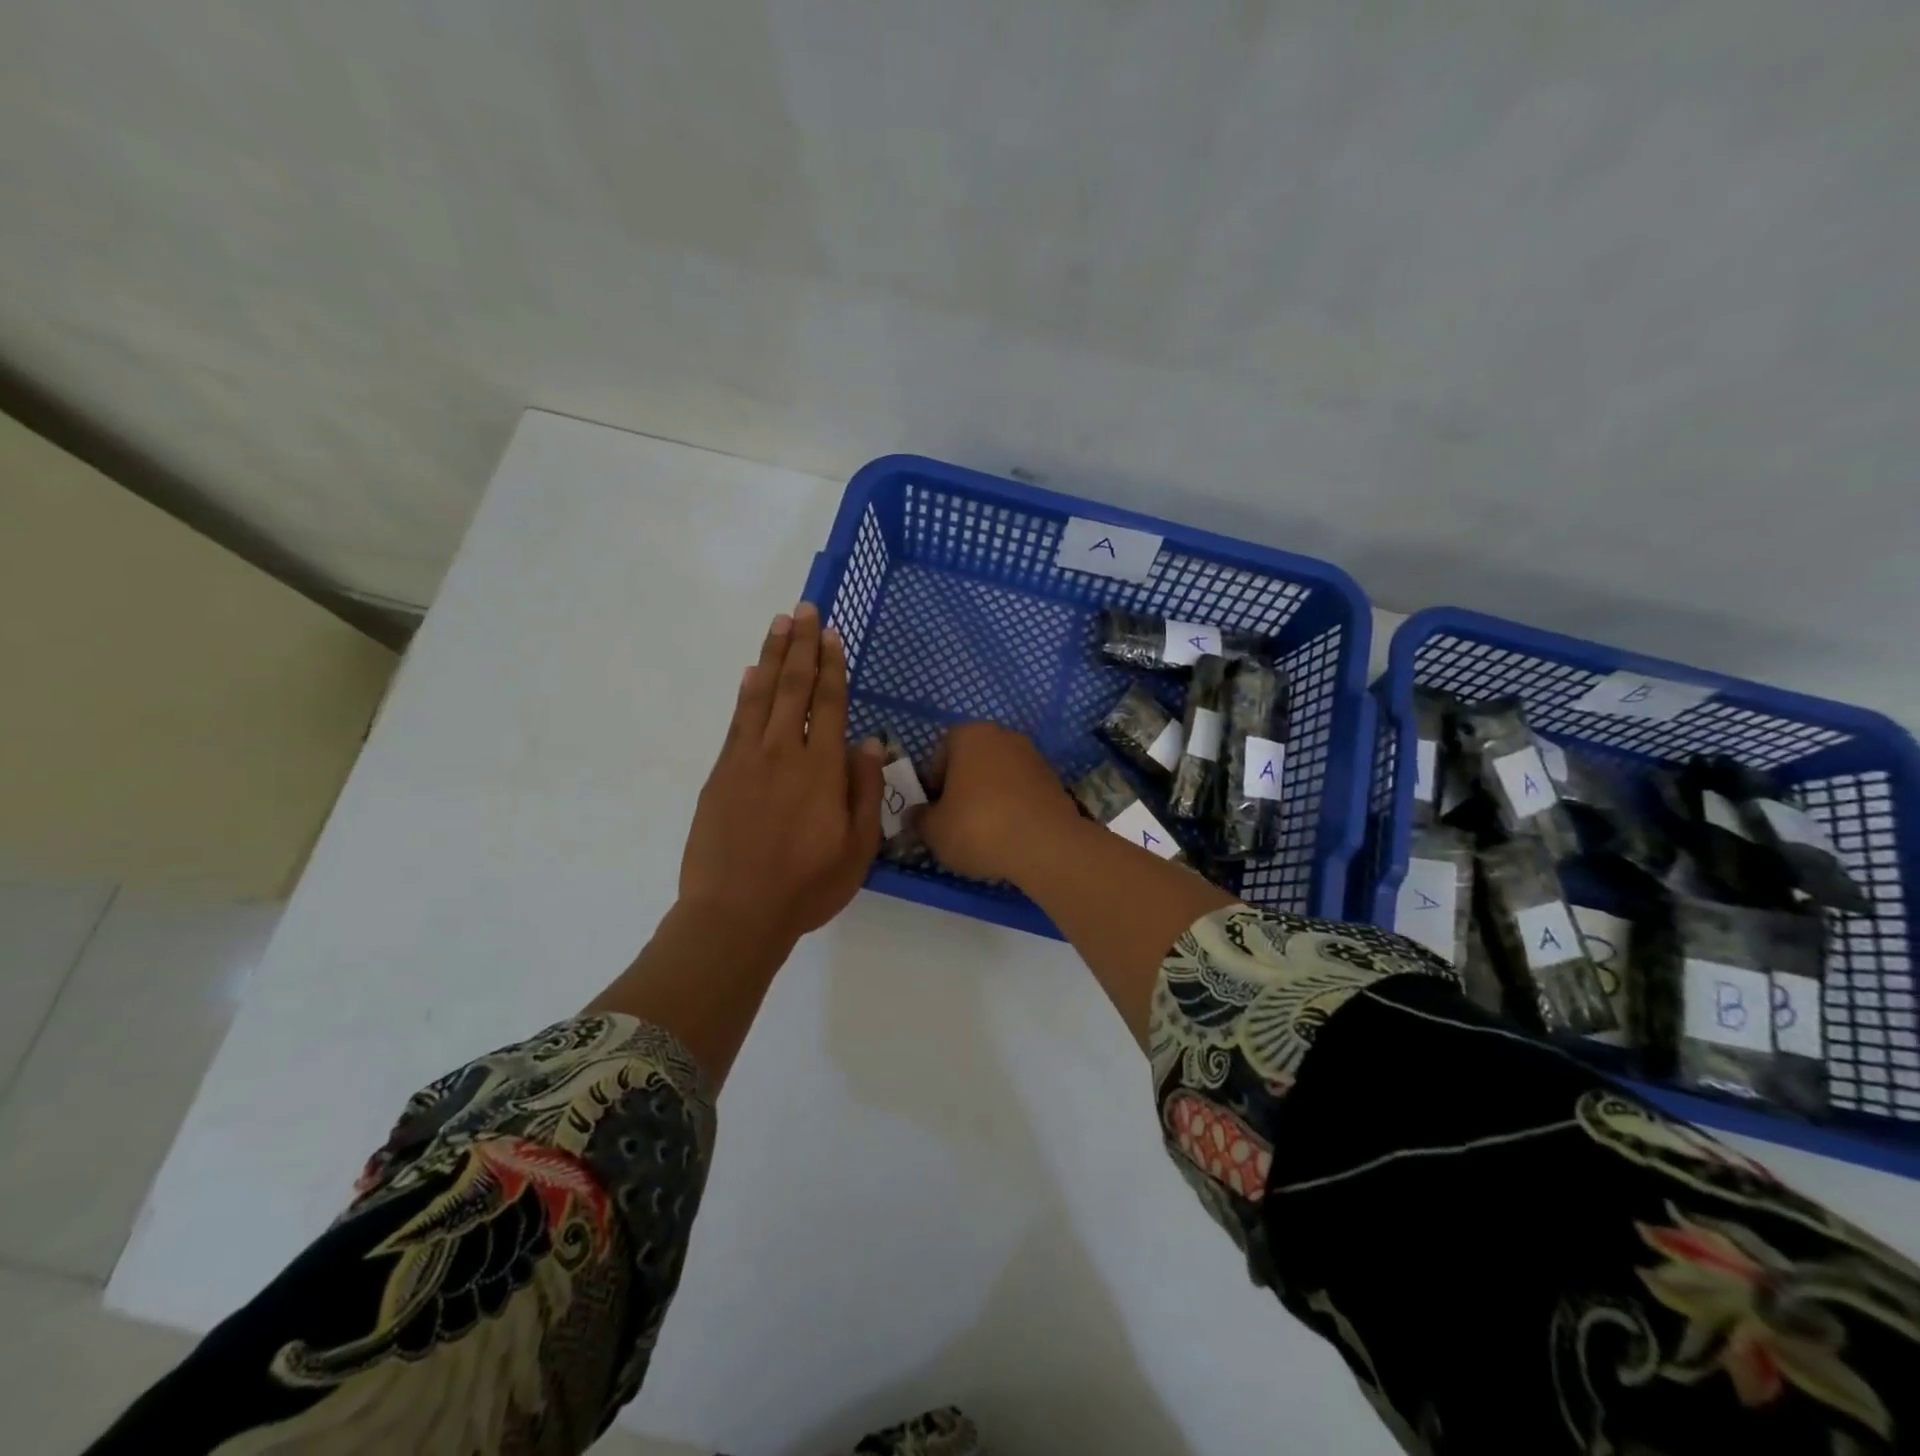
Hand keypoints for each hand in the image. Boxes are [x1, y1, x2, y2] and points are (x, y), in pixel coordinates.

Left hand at [679, 604, 883, 946]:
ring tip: (779, 623)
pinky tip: (750, 673)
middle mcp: (784, 752)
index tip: (832, 634)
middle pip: (795, 687)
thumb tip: (869, 741)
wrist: (735, 912)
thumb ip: (865, 789)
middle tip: (804, 609)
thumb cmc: (807, 885)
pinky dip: (745, 692)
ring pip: (762, 695)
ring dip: (772, 656)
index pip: (830, 703)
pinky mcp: (720, 774)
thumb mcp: (858, 847)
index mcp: (822, 769)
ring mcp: (747, 760)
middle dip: (802, 646)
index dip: (832, 666)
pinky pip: (737, 721)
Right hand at [915, 722, 1083, 882]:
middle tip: (957, 821)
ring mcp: (1033, 756)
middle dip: (963, 788)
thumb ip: (920, 818)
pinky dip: (1013, 808)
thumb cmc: (978, 827)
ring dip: (989, 798)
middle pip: (972, 762)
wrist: (1046, 846)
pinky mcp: (1054, 781)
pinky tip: (1010, 835)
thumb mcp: (934, 830)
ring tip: (985, 834)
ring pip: (999, 777)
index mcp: (970, 734)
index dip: (934, 783)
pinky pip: (1022, 792)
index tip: (936, 810)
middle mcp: (1003, 736)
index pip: (941, 752)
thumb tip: (917, 815)